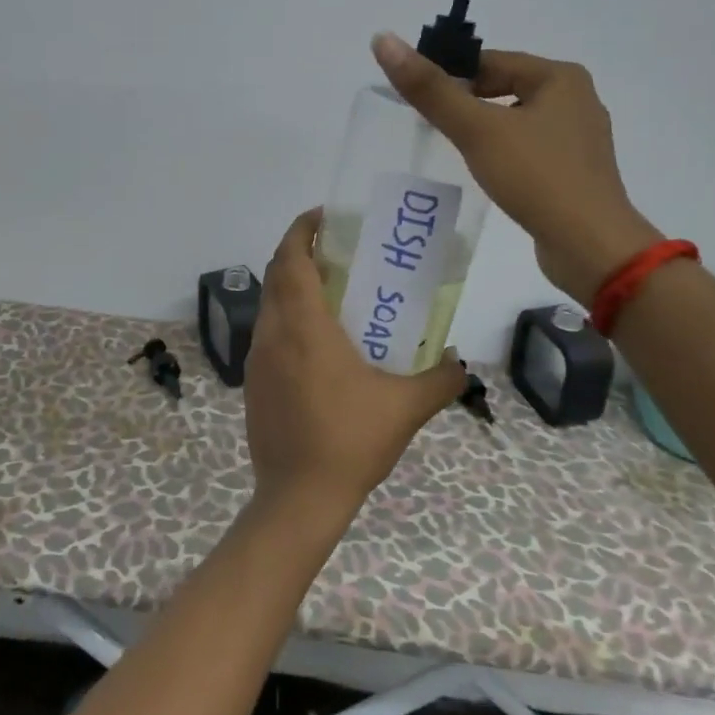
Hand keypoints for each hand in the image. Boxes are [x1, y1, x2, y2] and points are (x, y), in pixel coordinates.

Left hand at [243, 209, 467, 521]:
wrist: (298, 498)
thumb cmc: (350, 442)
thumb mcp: (406, 408)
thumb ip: (440, 379)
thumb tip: (460, 362)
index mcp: (304, 328)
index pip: (291, 260)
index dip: (302, 230)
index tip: (324, 215)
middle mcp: (273, 335)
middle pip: (277, 276)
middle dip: (300, 252)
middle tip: (337, 249)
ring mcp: (257, 361)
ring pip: (270, 305)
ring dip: (293, 286)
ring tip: (332, 291)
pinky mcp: (254, 384)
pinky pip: (269, 334)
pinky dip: (288, 318)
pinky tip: (319, 342)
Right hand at [371, 32, 660, 303]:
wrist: (590, 246)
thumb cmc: (536, 177)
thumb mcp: (477, 129)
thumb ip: (430, 89)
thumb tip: (383, 39)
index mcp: (561, 77)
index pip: (491, 61)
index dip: (451, 75)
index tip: (419, 98)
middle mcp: (576, 99)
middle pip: (504, 89)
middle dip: (467, 104)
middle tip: (429, 126)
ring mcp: (579, 138)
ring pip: (516, 121)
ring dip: (484, 130)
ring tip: (452, 151)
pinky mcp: (576, 172)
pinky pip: (530, 149)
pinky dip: (504, 154)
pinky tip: (487, 174)